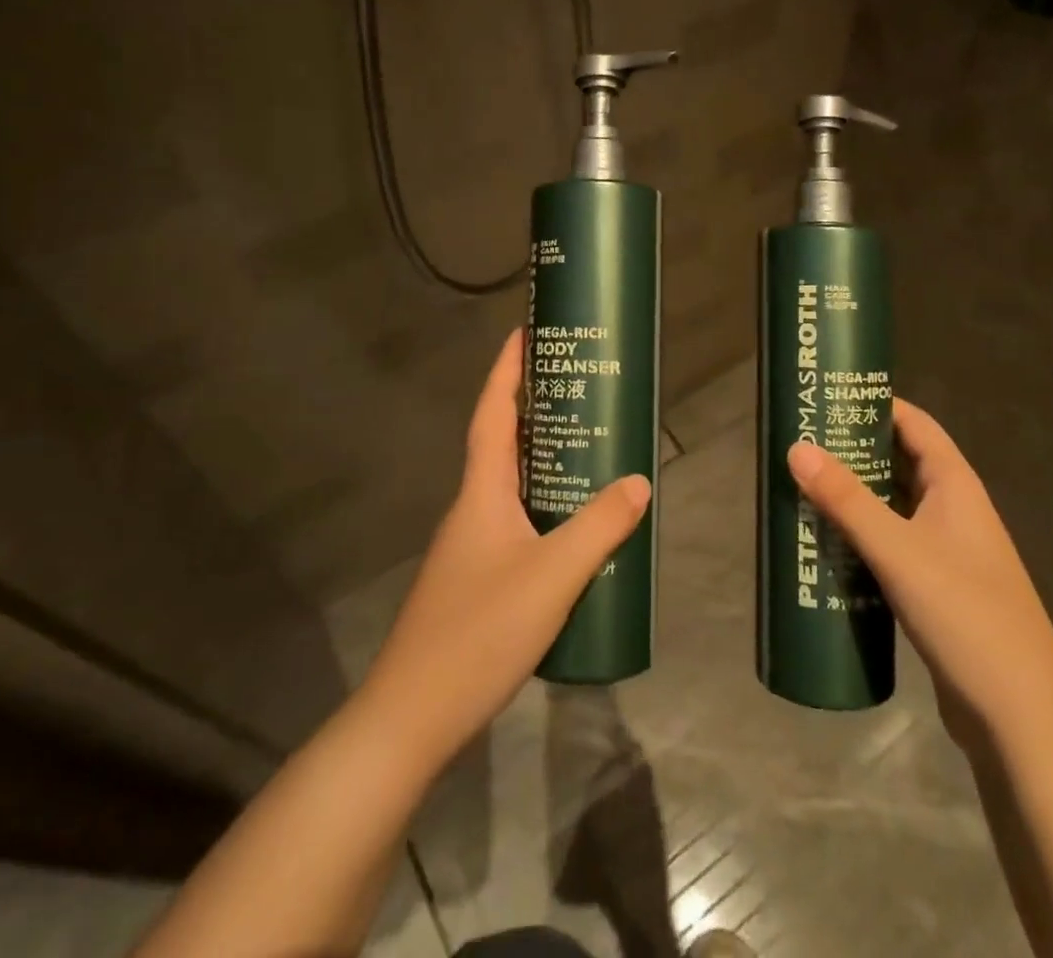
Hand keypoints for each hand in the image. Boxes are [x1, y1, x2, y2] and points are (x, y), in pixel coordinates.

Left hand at [359, 330, 650, 765]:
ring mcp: (470, 549)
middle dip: (535, 411)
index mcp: (481, 493)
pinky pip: (516, 525)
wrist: (412, 718)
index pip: (491, 415)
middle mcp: (471, 511)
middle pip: (502, 445)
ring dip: (543, 464)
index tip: (524, 334)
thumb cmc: (479, 632)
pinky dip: (544, 510)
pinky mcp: (476, 583)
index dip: (505, 372)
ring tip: (589, 453)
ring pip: (511, 488)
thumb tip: (640, 481)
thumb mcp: (552, 575)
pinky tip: (574, 533)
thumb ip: (599, 527)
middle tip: (578, 391)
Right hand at [788, 399, 1052, 746]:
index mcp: (956, 487)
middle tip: (801, 441)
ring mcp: (947, 552)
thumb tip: (797, 447)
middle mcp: (954, 511)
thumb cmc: (964, 616)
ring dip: (854, 495)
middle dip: (855, 449)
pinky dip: (861, 535)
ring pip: (893, 506)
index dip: (877, 404)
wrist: (1018, 719)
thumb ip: (846, 500)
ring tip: (802, 486)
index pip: (916, 425)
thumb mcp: (898, 551)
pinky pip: (891, 545)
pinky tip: (826, 544)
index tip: (830, 395)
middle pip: (900, 462)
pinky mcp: (935, 589)